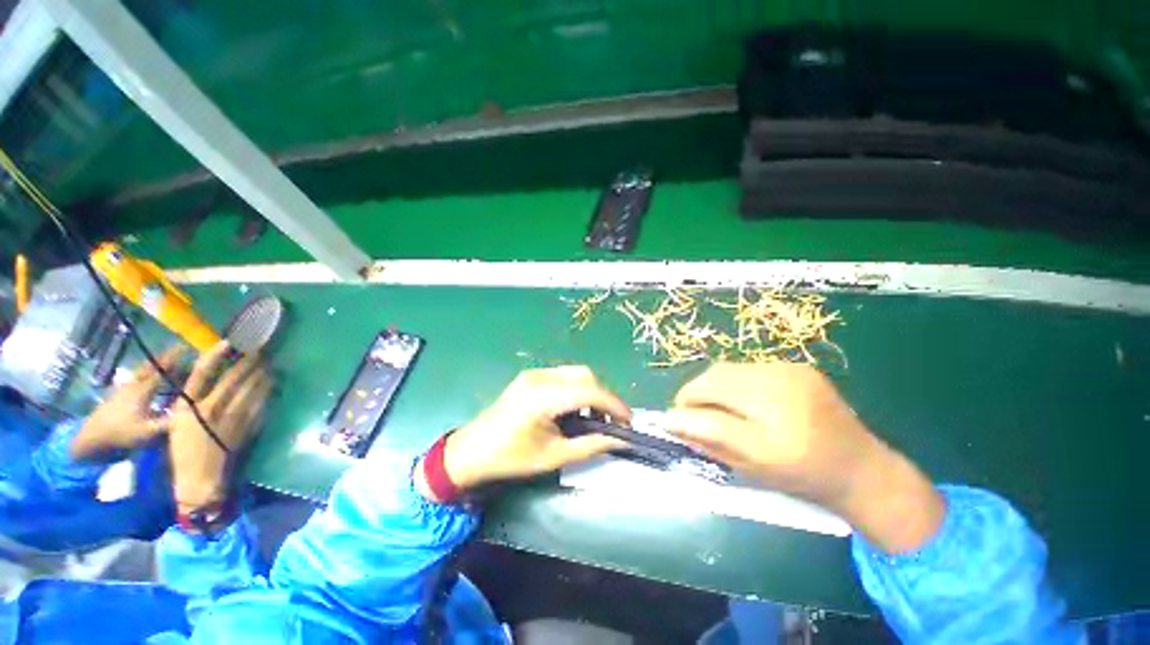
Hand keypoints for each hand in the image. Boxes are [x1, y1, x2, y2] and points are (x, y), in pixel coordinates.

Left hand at [71, 346, 184, 460]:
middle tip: (178, 349)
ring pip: (142, 371)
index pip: (162, 370)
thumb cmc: (121, 433)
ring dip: (154, 364)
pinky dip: (145, 373)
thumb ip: (169, 423)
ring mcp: (125, 388)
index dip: (174, 359)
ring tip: (166, 360)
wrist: (91, 437)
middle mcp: (135, 385)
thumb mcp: (147, 432)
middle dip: (164, 357)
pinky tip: (148, 376)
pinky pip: (136, 378)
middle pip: (150, 367)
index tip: (185, 346)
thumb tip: (193, 413)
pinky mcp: (119, 394)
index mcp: (144, 390)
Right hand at [168, 342, 271, 511]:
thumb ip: (190, 400)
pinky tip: (273, 381)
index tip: (229, 341)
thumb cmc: (183, 448)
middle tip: (261, 346)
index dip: (216, 355)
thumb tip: (207, 377)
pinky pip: (262, 402)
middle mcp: (212, 407)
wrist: (200, 476)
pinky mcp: (249, 424)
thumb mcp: (177, 421)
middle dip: (250, 360)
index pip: (203, 373)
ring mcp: (233, 416)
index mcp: (189, 406)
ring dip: (263, 372)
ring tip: (270, 361)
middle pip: (235, 377)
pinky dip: (268, 389)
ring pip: (253, 387)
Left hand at [422, 366, 630, 497]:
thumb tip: (620, 441)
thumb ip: (590, 446)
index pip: (589, 391)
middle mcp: (539, 378)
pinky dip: (577, 389)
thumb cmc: (510, 459)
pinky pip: (563, 376)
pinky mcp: (530, 376)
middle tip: (613, 421)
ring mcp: (533, 374)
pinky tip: (576, 409)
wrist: (471, 451)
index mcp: (542, 398)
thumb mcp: (553, 457)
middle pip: (585, 375)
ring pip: (576, 373)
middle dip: (604, 396)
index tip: (628, 421)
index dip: (613, 404)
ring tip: (596, 417)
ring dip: (592, 391)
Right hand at [666, 363, 944, 553]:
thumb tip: (672, 420)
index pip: (712, 408)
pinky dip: (731, 381)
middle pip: (716, 379)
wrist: (861, 467)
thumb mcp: (753, 468)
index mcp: (777, 427)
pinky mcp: (796, 366)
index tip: (672, 419)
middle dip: (694, 393)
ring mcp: (791, 372)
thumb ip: (710, 440)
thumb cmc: (804, 477)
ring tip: (713, 405)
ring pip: (727, 369)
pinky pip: (746, 368)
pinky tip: (739, 398)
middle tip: (691, 412)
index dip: (685, 410)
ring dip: (711, 385)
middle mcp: (784, 389)